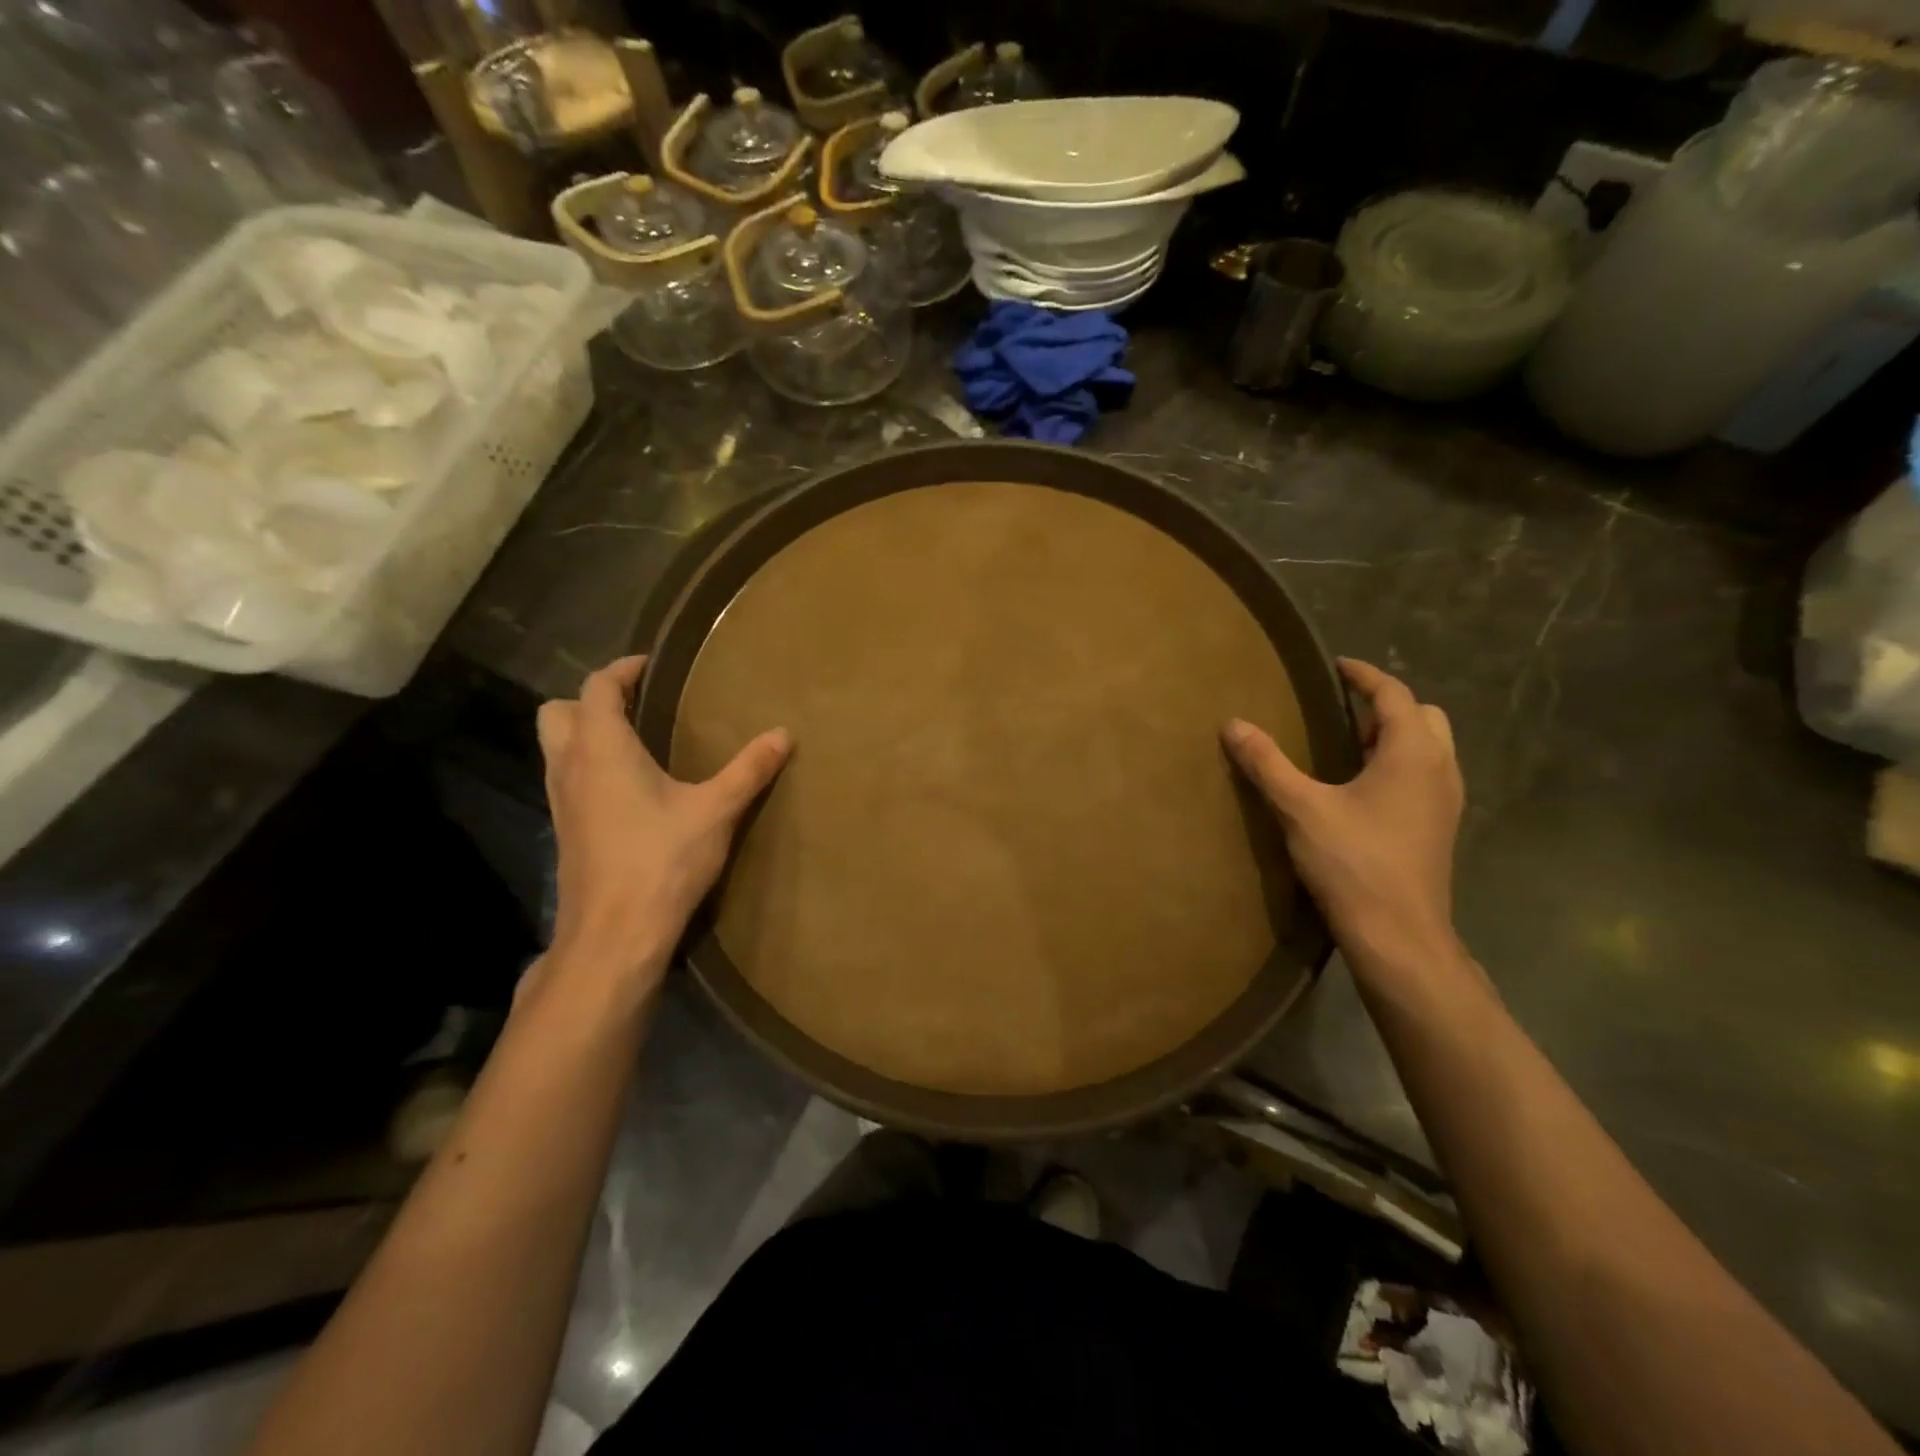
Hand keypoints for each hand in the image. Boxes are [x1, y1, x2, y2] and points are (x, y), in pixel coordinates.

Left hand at [535, 656, 790, 992]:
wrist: (614, 934)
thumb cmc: (662, 860)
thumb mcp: (716, 810)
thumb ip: (749, 770)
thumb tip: (783, 735)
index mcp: (601, 748)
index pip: (598, 687)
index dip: (623, 670)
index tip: (654, 666)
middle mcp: (570, 766)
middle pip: (558, 712)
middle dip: (592, 700)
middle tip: (638, 705)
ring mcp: (561, 800)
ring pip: (556, 747)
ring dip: (586, 733)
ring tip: (638, 741)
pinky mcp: (566, 830)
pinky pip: (566, 778)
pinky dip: (588, 766)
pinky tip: (630, 789)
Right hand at [1224, 658, 1464, 974]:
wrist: (1398, 935)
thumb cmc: (1353, 863)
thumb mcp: (1300, 808)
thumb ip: (1267, 763)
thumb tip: (1234, 724)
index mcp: (1413, 754)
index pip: (1394, 695)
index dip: (1365, 675)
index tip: (1337, 666)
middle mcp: (1440, 769)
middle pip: (1424, 716)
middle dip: (1386, 706)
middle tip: (1343, 712)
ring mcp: (1445, 802)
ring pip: (1430, 748)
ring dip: (1395, 736)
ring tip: (1349, 746)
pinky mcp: (1438, 828)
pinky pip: (1425, 775)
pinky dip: (1399, 764)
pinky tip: (1362, 789)